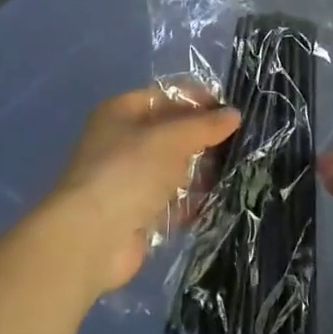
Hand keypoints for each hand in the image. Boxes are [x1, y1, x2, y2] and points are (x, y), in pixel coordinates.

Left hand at [42, 90, 238, 296]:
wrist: (91, 237)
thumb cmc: (128, 172)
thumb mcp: (170, 138)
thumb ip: (203, 126)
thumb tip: (233, 114)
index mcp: (121, 112)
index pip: (166, 96)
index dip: (198, 100)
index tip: (232, 112)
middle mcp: (123, 141)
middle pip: (171, 133)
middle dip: (203, 139)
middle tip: (241, 144)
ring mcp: (129, 179)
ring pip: (174, 168)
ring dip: (201, 171)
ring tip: (238, 172)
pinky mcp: (138, 213)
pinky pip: (172, 201)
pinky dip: (193, 201)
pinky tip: (221, 201)